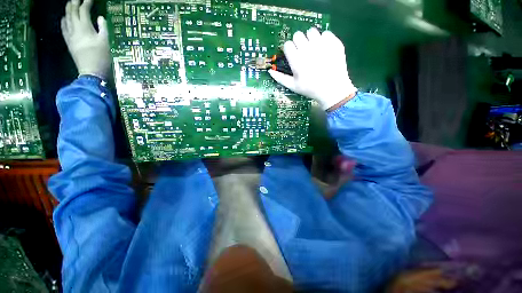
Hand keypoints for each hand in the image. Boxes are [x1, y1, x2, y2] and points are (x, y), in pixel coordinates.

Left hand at [61, 0, 110, 79]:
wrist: (91, 72)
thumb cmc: (101, 57)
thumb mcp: (105, 42)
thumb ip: (103, 28)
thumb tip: (100, 18)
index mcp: (85, 27)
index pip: (84, 10)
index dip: (86, 2)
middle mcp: (75, 28)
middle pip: (72, 11)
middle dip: (74, 3)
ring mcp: (70, 35)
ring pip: (66, 18)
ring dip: (68, 10)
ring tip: (70, 4)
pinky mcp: (68, 41)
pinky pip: (63, 28)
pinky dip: (64, 21)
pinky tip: (64, 18)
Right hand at [269, 28, 356, 110]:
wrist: (332, 89)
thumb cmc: (310, 89)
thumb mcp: (293, 86)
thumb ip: (280, 78)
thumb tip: (269, 71)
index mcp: (296, 60)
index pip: (288, 44)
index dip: (289, 50)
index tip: (293, 55)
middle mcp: (308, 49)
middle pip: (298, 35)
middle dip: (298, 43)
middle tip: (303, 53)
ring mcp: (322, 44)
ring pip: (311, 31)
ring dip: (310, 39)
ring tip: (313, 49)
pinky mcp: (333, 42)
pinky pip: (325, 33)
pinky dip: (324, 40)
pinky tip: (324, 50)